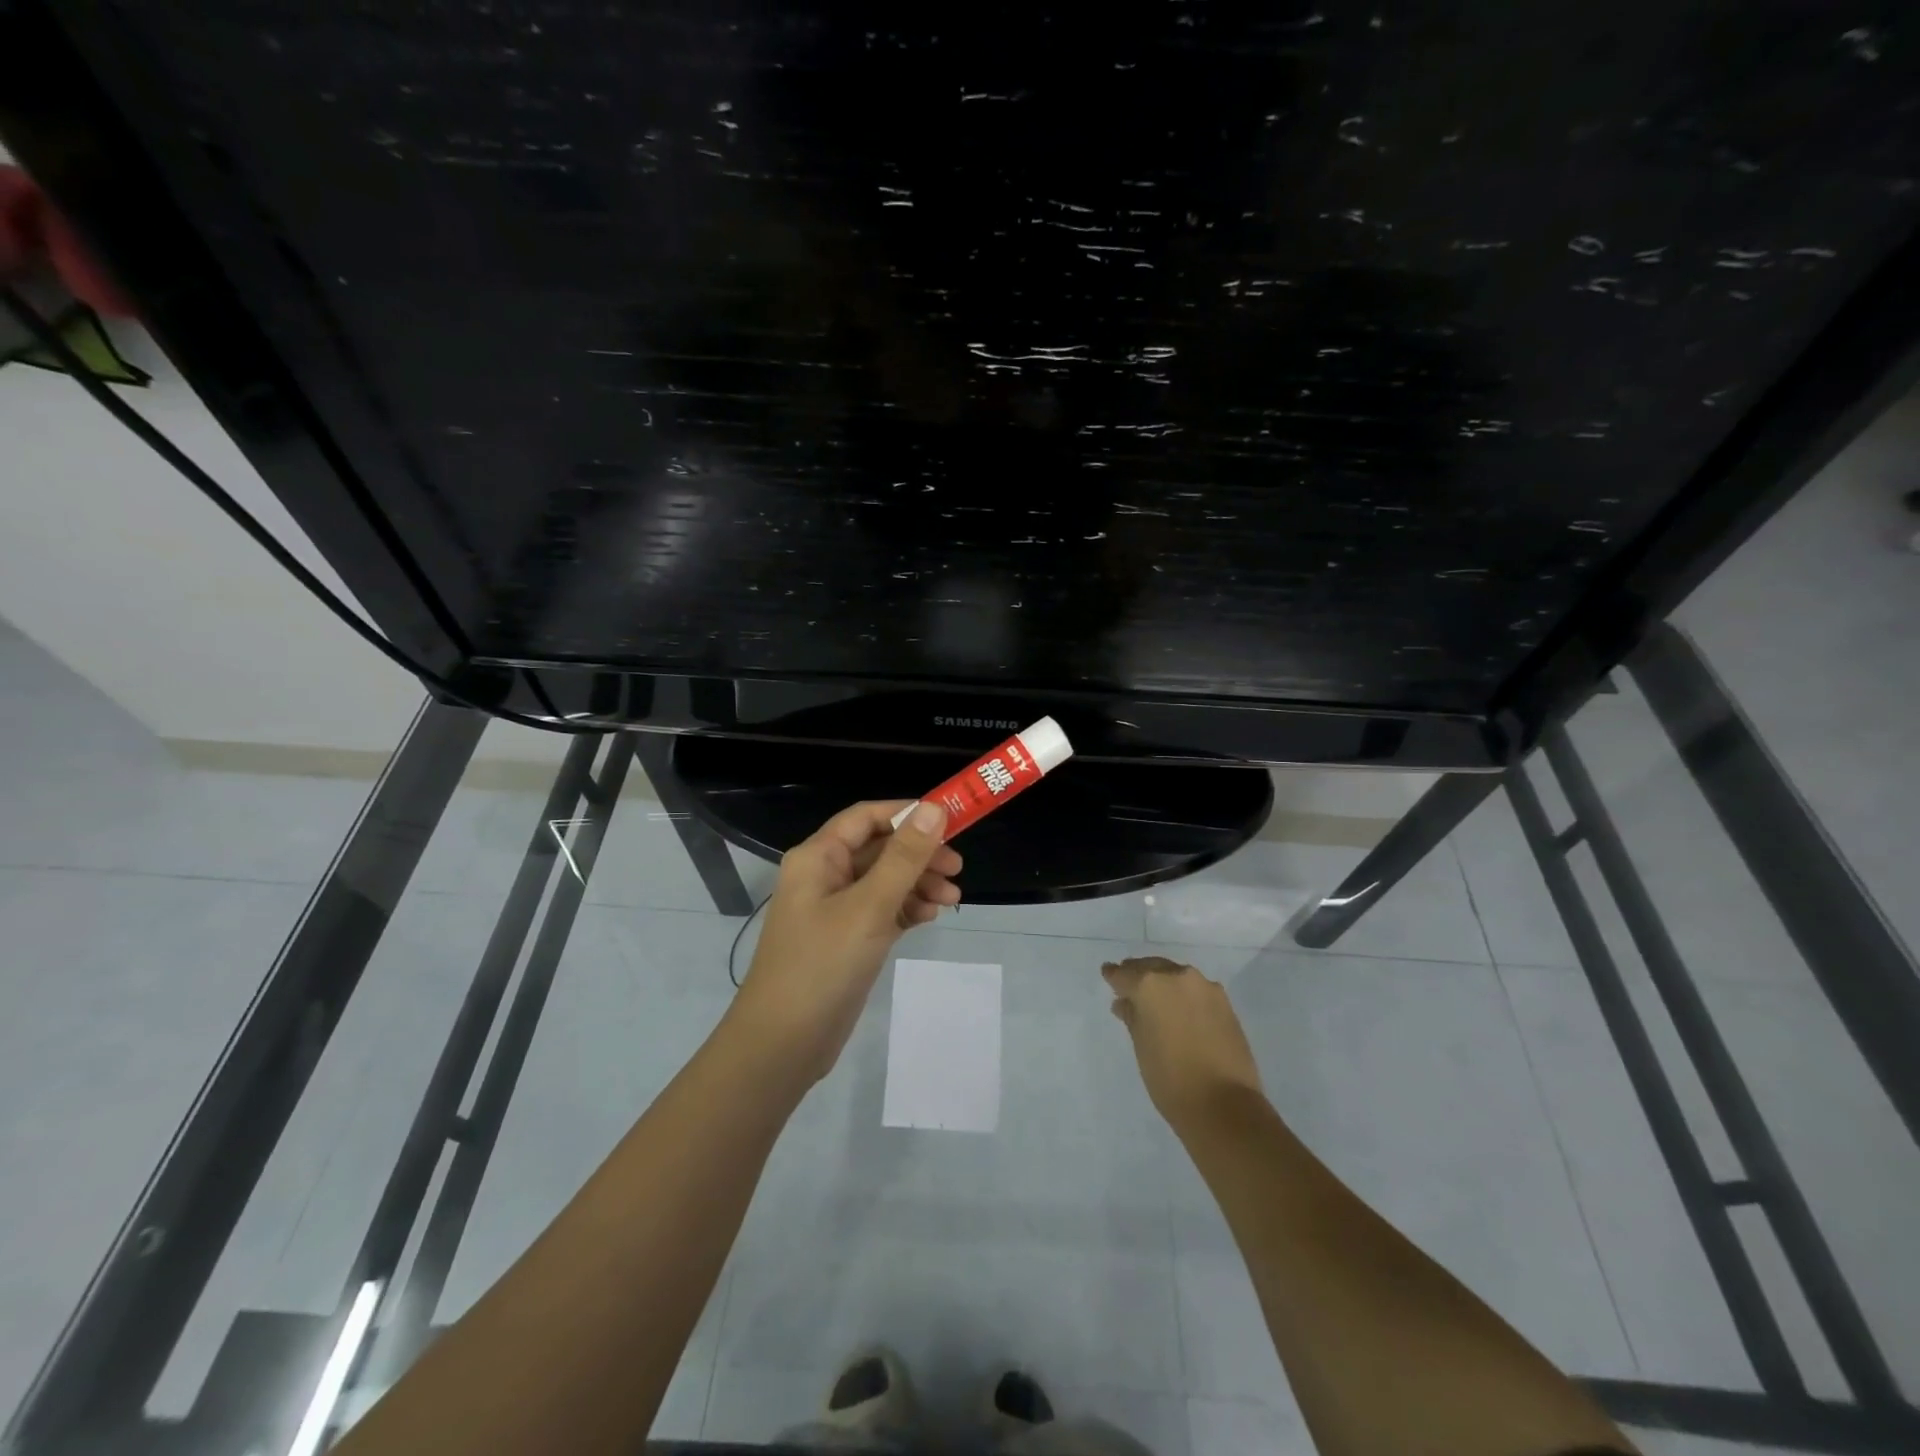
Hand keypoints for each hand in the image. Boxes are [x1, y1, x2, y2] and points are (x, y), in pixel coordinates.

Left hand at [732, 800, 960, 1081]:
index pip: (867, 817)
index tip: (950, 820)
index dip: (907, 813)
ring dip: (918, 883)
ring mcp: (835, 909)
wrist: (784, 1043)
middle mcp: (825, 875)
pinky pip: (882, 909)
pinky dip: (907, 908)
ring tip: (952, 898)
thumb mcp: (869, 907)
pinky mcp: (847, 938)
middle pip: (879, 848)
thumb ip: (904, 857)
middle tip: (957, 868)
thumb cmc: (822, 965)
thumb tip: (935, 809)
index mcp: (818, 857)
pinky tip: (929, 917)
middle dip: (919, 854)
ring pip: (884, 880)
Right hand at [1103, 956, 1263, 1129]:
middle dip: (1139, 975)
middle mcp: (1177, 976)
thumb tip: (1125, 1003)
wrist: (1225, 1106)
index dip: (1114, 977)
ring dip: (1163, 983)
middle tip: (1130, 988)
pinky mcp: (1225, 1002)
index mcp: (1150, 985)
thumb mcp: (1141, 1047)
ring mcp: (1205, 987)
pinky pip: (1196, 989)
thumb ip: (1132, 1017)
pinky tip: (1180, 1010)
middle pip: (1151, 968)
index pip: (1123, 974)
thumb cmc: (1171, 1079)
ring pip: (1176, 976)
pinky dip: (1184, 995)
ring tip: (1156, 1001)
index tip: (1108, 975)